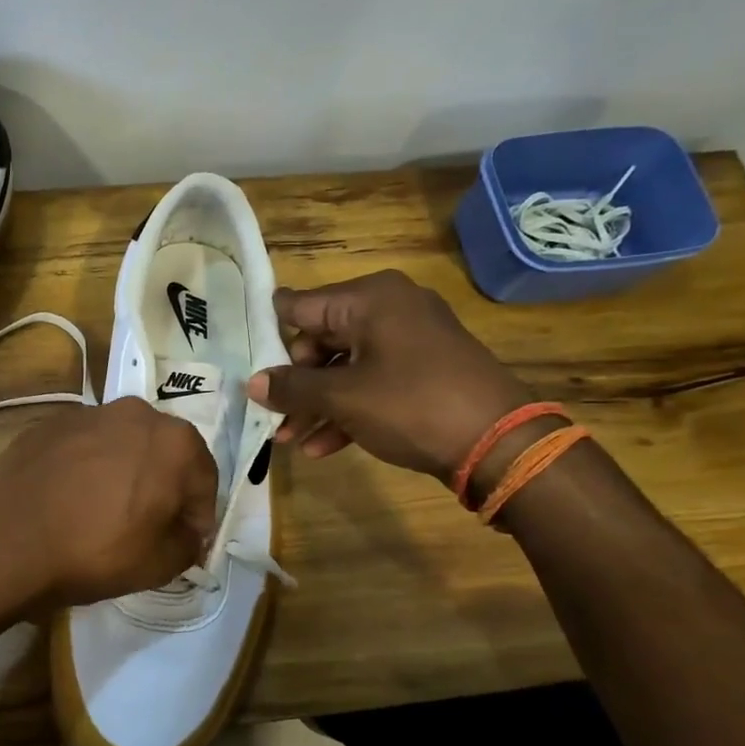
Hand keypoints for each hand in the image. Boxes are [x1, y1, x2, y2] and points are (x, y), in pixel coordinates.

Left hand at [0, 397, 218, 607]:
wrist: (4, 540)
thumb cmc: (94, 551)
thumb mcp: (159, 565)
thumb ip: (188, 544)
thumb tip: (187, 533)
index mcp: (174, 442)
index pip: (205, 482)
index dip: (198, 517)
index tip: (184, 543)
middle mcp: (136, 414)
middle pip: (164, 454)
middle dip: (163, 486)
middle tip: (147, 525)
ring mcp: (88, 413)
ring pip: (123, 444)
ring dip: (124, 472)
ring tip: (103, 510)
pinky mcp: (49, 422)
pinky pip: (84, 446)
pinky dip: (87, 466)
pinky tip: (69, 498)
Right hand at [247, 271, 531, 478]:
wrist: (501, 444)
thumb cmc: (412, 405)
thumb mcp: (343, 397)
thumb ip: (292, 387)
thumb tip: (252, 383)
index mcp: (370, 298)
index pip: (300, 307)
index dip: (270, 337)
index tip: (244, 364)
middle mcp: (390, 309)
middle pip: (321, 340)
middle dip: (295, 383)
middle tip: (274, 417)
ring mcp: (410, 341)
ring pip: (345, 367)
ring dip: (317, 404)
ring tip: (290, 441)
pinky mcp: (424, 372)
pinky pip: (372, 383)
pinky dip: (348, 410)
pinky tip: (323, 447)